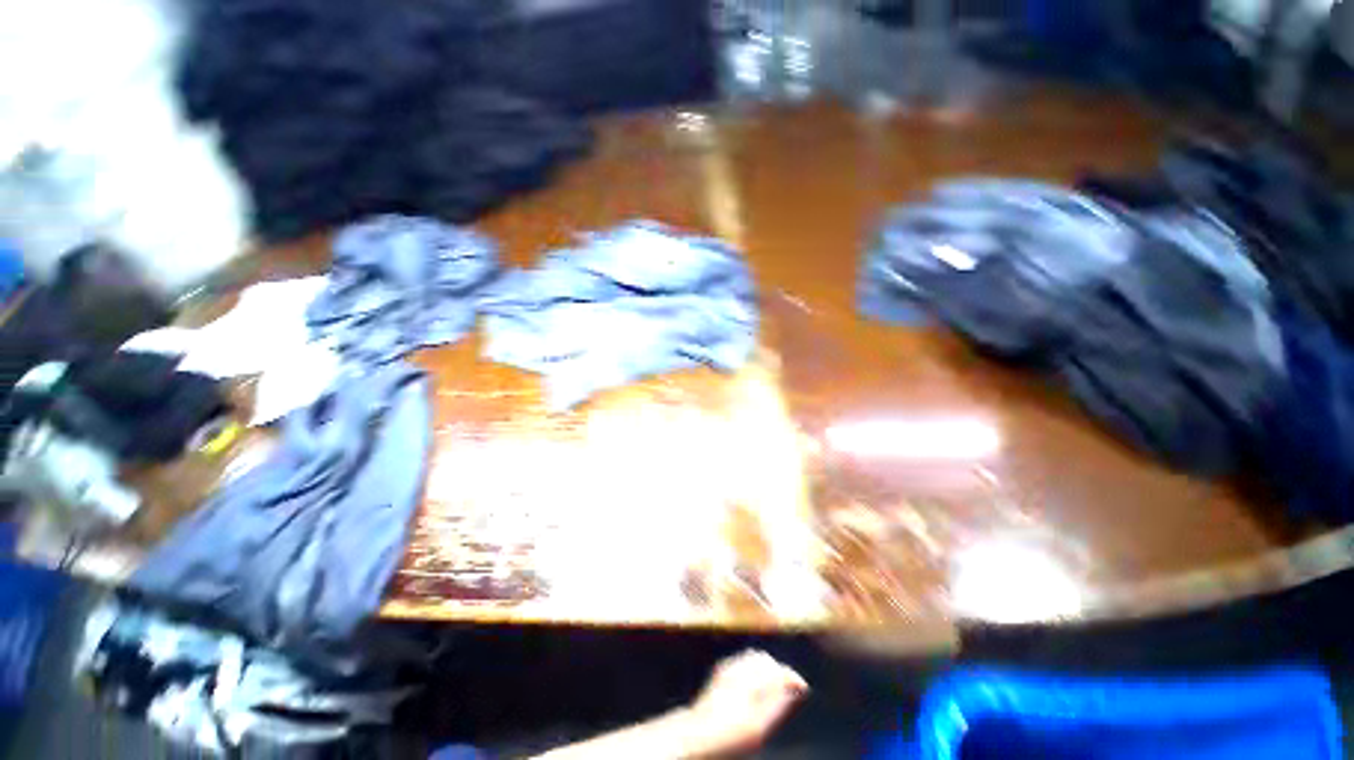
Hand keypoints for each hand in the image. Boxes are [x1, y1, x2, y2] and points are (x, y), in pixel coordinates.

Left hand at [684, 650, 807, 756]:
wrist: (698, 735)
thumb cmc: (731, 736)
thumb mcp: (759, 726)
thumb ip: (777, 702)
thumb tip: (794, 686)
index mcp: (752, 680)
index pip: (778, 669)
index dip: (792, 676)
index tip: (803, 686)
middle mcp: (739, 669)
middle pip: (765, 660)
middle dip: (779, 670)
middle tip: (790, 687)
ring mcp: (728, 668)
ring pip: (753, 657)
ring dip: (766, 667)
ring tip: (775, 685)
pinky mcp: (720, 672)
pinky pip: (741, 661)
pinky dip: (753, 667)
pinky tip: (755, 683)